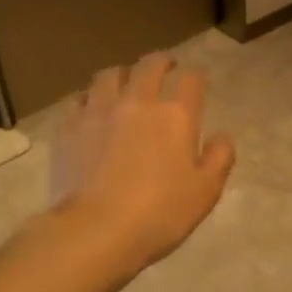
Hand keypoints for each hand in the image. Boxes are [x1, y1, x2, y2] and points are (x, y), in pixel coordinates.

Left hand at [50, 52, 235, 270]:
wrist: (95, 230)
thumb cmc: (159, 213)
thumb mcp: (205, 191)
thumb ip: (220, 158)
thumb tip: (223, 136)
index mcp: (176, 115)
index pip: (190, 80)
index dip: (196, 75)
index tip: (197, 79)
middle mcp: (138, 102)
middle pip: (149, 66)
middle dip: (161, 61)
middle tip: (165, 65)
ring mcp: (99, 111)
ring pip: (109, 75)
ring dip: (122, 74)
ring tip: (125, 81)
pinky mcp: (69, 128)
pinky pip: (79, 99)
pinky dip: (90, 98)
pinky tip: (91, 108)